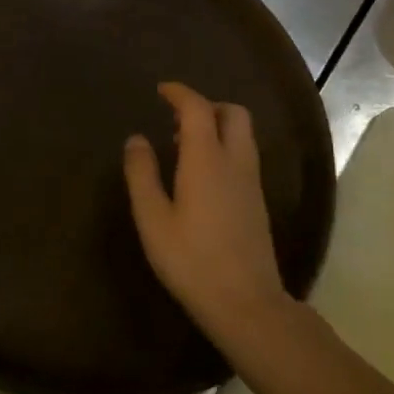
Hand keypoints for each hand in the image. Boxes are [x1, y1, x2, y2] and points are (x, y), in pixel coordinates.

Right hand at [123, 82, 290, 349]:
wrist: (246, 303)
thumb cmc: (191, 259)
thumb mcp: (153, 218)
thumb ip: (142, 173)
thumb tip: (136, 139)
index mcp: (207, 159)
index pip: (198, 108)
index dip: (179, 93)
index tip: (161, 90)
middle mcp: (235, 162)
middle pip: (233, 113)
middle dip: (206, 105)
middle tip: (176, 118)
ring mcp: (251, 183)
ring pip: (242, 135)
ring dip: (216, 127)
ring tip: (183, 146)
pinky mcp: (258, 202)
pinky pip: (244, 156)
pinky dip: (224, 148)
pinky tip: (201, 175)